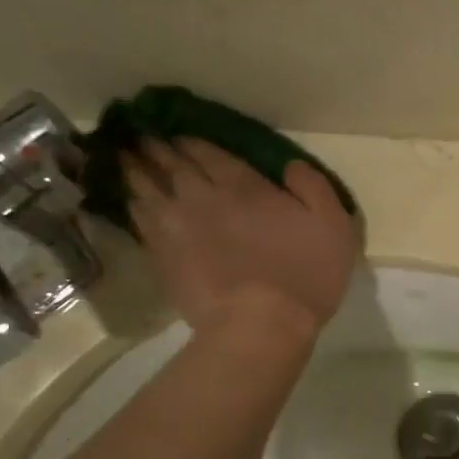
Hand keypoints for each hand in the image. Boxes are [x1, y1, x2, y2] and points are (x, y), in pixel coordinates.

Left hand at [125, 139, 359, 341]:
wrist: (260, 326)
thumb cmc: (305, 275)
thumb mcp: (334, 226)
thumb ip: (313, 187)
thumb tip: (290, 165)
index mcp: (245, 187)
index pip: (211, 153)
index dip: (192, 141)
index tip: (178, 132)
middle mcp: (204, 197)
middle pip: (173, 164)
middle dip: (157, 148)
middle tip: (142, 136)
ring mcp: (177, 227)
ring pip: (148, 188)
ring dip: (135, 170)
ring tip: (125, 158)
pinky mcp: (163, 257)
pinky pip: (140, 221)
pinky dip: (132, 205)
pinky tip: (129, 201)